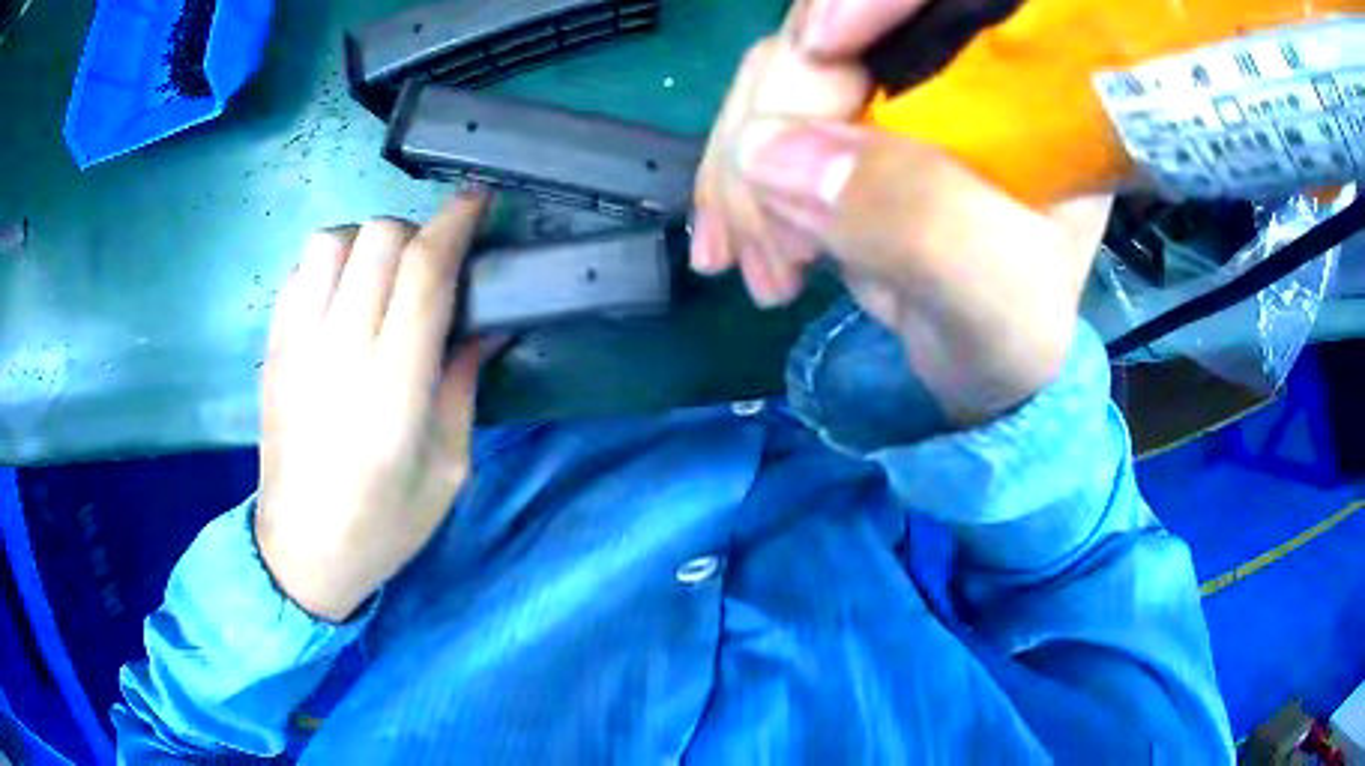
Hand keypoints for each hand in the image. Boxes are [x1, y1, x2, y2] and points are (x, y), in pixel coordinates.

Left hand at [255, 193, 489, 621]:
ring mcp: (296, 345)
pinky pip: (300, 271)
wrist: (300, 552)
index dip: (455, 224)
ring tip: (382, 277)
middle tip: (433, 264)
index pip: (423, 273)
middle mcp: (338, 352)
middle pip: (377, 239)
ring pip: (331, 241)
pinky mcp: (272, 348)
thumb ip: (464, 386)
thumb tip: (486, 324)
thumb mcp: (448, 470)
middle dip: (416, 231)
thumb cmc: (383, 525)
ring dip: (367, 241)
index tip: (478, 201)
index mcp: (391, 390)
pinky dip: (330, 263)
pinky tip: (343, 296)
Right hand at [692, 4, 1111, 423]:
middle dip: (783, 124)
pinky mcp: (841, 117)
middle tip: (784, 250)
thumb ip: (916, 219)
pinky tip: (734, 247)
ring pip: (780, 73)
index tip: (818, 49)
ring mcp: (888, 86)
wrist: (977, 356)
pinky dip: (734, 184)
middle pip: (830, 28)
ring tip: (767, 272)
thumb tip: (767, 150)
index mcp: (1021, 84)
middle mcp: (952, 64)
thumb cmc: (1010, 330)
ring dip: (746, 173)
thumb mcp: (993, 295)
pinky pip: (761, 117)